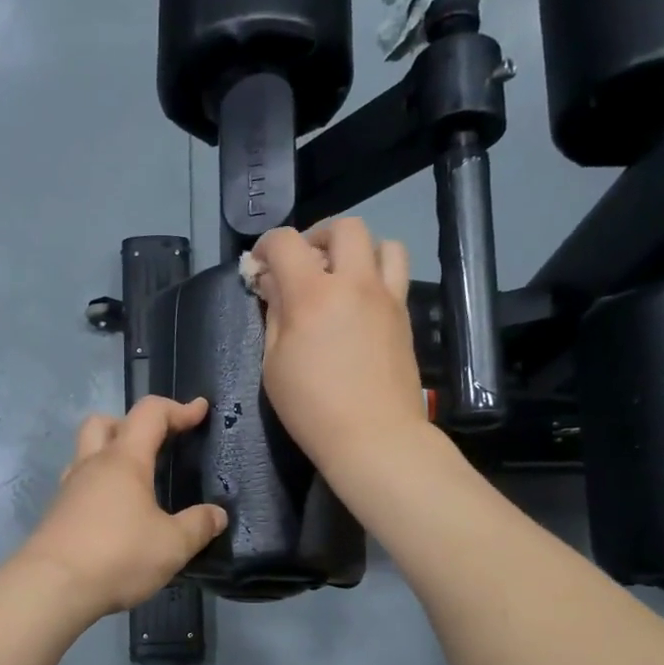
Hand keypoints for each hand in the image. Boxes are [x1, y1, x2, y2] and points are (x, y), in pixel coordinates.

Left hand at [15, 396, 228, 618]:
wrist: (51, 588)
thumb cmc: (117, 556)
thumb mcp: (172, 545)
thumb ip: (198, 526)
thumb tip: (217, 515)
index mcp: (123, 460)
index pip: (150, 414)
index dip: (178, 408)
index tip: (200, 411)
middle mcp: (92, 466)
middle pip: (104, 423)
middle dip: (131, 424)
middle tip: (154, 445)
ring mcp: (68, 489)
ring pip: (86, 454)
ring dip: (110, 457)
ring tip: (136, 485)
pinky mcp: (56, 515)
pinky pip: (79, 487)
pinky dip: (99, 489)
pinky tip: (115, 516)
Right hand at [248, 218, 428, 475]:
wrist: (375, 437)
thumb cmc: (312, 408)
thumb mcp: (274, 364)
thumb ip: (275, 314)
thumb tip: (274, 284)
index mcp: (312, 294)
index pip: (285, 243)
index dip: (265, 246)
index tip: (259, 266)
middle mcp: (355, 283)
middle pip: (344, 227)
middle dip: (317, 236)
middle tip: (304, 263)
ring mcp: (387, 297)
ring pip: (383, 243)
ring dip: (358, 250)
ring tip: (341, 276)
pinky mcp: (405, 316)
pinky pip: (396, 274)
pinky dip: (377, 273)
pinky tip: (360, 303)